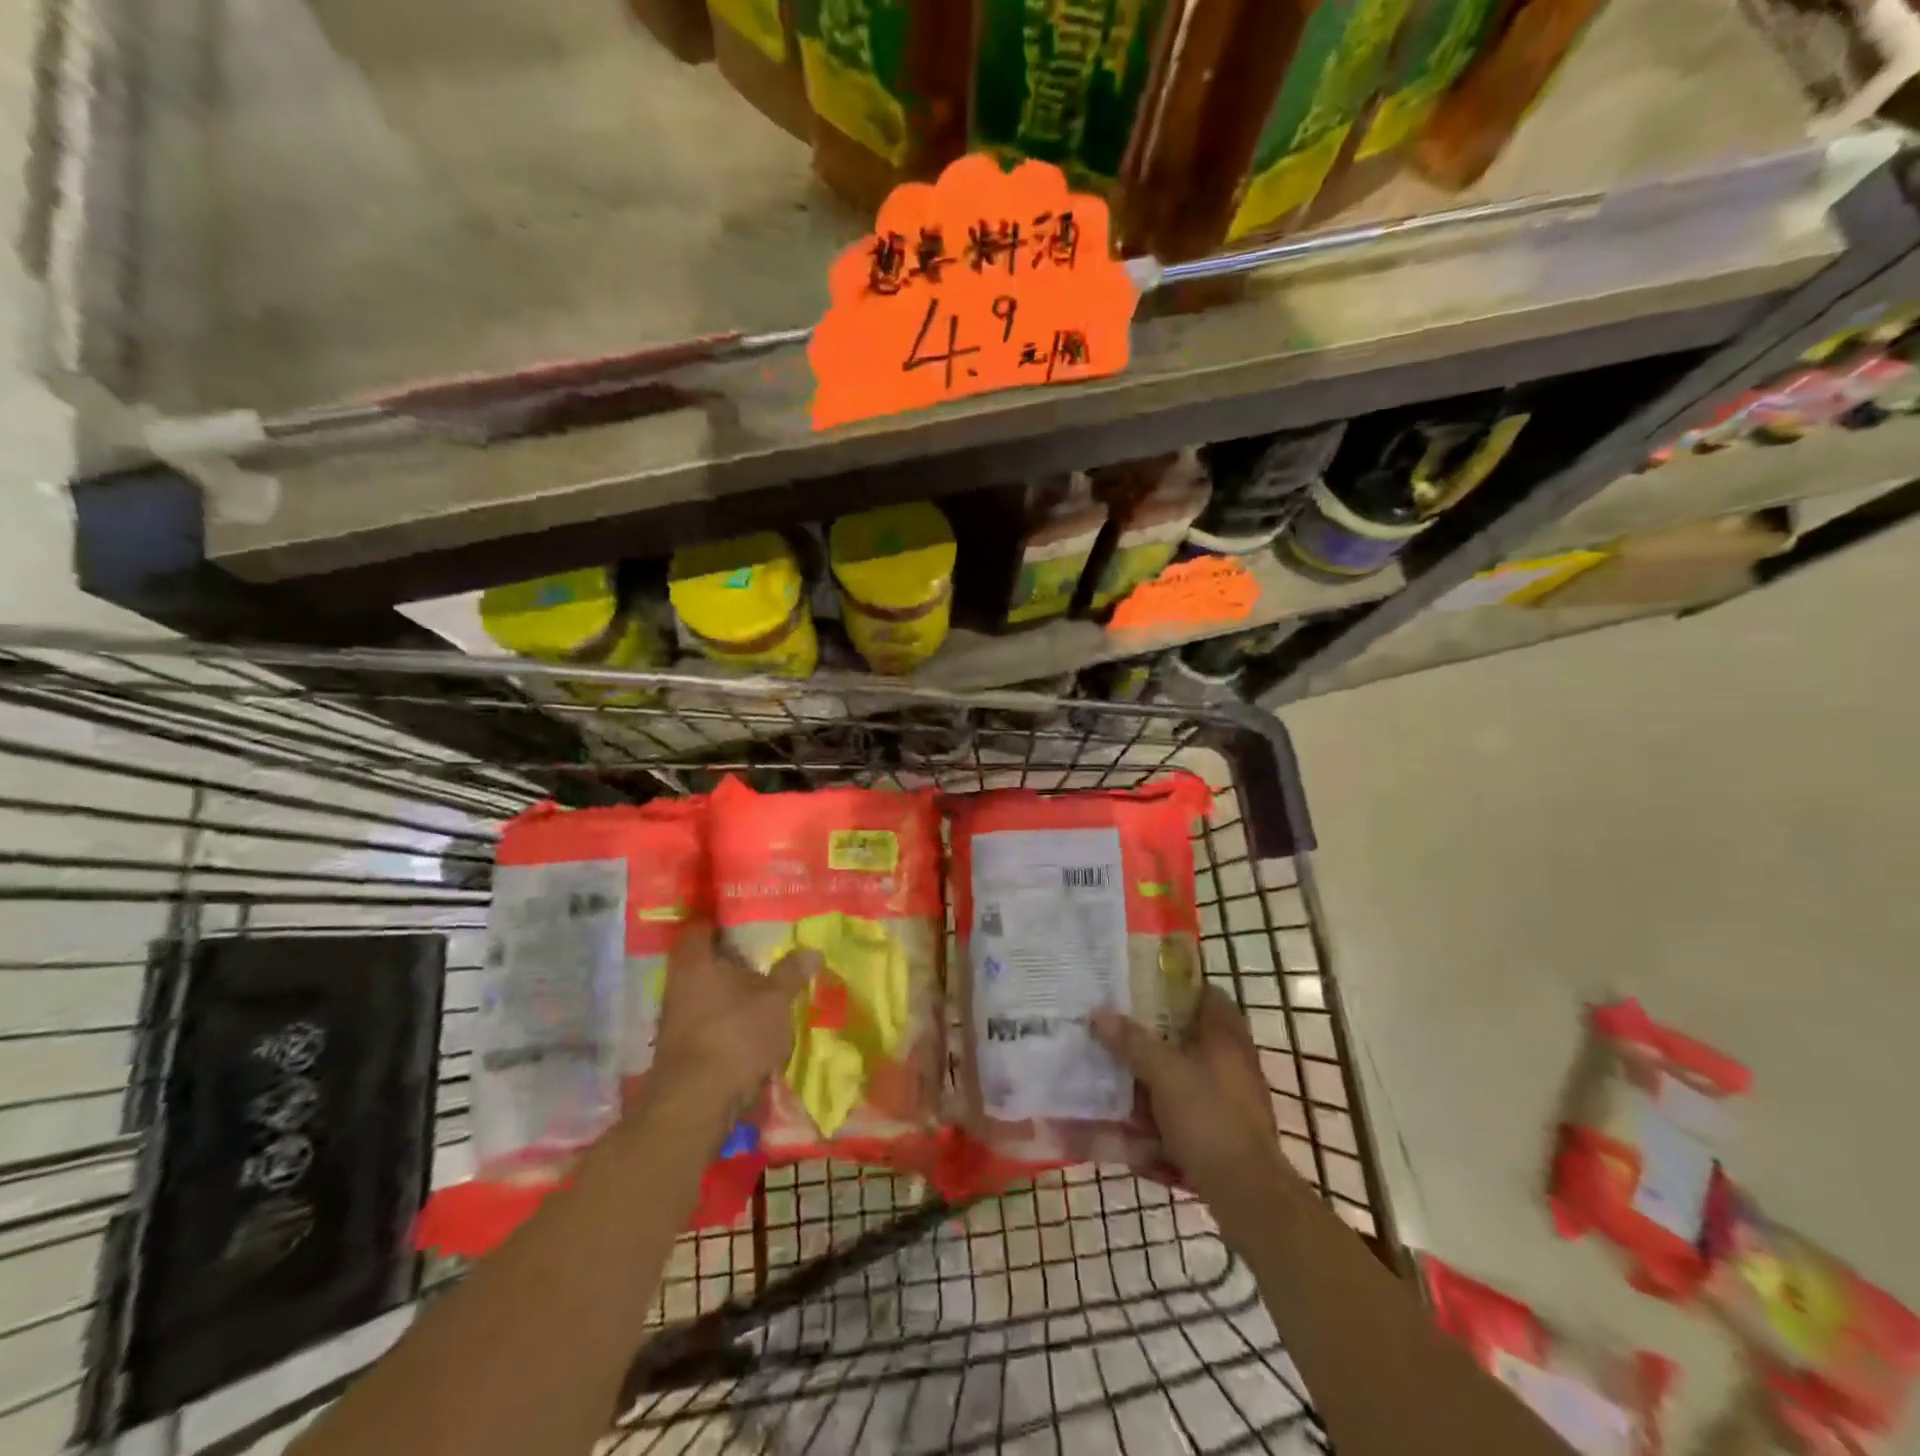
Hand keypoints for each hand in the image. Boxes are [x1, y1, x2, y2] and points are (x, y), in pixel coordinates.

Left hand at [651, 923, 818, 1114]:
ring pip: (705, 994)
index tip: (746, 922)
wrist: (696, 1104)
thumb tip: (813, 950)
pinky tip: (751, 1029)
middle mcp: (677, 985)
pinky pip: (706, 1022)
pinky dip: (726, 1021)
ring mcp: (675, 1020)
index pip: (699, 927)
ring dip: (730, 995)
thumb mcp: (775, 999)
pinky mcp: (680, 1050)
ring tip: (765, 995)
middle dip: (731, 961)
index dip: (720, 922)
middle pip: (703, 962)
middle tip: (764, 957)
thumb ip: (792, 972)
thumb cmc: (735, 1034)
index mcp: (694, 961)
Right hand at [1092, 986, 1293, 1203]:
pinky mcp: (1223, 1134)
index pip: (1206, 995)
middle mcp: (1233, 1064)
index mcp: (1226, 1037)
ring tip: (1116, 1081)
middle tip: (1118, 1033)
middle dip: (1154, 1039)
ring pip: (1184, 1080)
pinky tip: (1133, 1134)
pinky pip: (1185, 1117)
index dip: (1176, 988)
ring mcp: (1230, 1101)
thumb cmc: (1208, 1117)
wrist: (1246, 1193)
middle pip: (1190, 1039)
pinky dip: (1160, 1121)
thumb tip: (1097, 1013)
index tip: (1141, 989)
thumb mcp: (1163, 1073)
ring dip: (1152, 1083)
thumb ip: (1131, 1042)